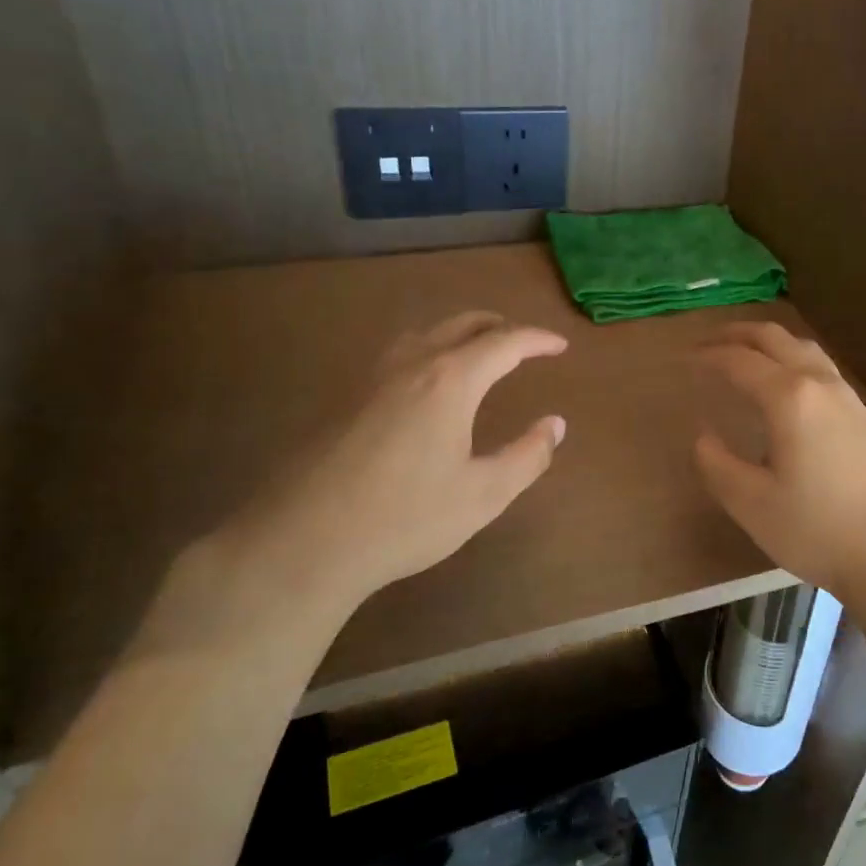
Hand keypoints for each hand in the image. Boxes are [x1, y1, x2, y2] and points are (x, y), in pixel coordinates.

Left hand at [159, 312, 567, 646]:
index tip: (560, 345)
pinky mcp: (346, 398)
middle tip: (524, 342)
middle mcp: (412, 364)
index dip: (537, 339)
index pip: (504, 342)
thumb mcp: (484, 494)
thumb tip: (555, 424)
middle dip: (500, 326)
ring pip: (425, 333)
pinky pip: (400, 354)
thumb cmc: (406, 517)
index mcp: (450, 381)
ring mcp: (372, 378)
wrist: (306, 541)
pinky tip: (426, 384)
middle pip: (462, 324)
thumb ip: (527, 455)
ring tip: (479, 353)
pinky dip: (430, 350)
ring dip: (461, 333)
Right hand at [694, 322, 865, 599]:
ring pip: (803, 347)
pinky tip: (787, 382)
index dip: (709, 356)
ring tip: (745, 352)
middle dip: (737, 334)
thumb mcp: (752, 504)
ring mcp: (847, 396)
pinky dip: (792, 357)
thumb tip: (704, 436)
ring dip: (769, 341)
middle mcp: (819, 383)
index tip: (685, 358)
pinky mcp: (863, 414)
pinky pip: (821, 365)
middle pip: (775, 339)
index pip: (740, 361)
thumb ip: (717, 464)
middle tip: (708, 342)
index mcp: (789, 398)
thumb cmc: (817, 529)